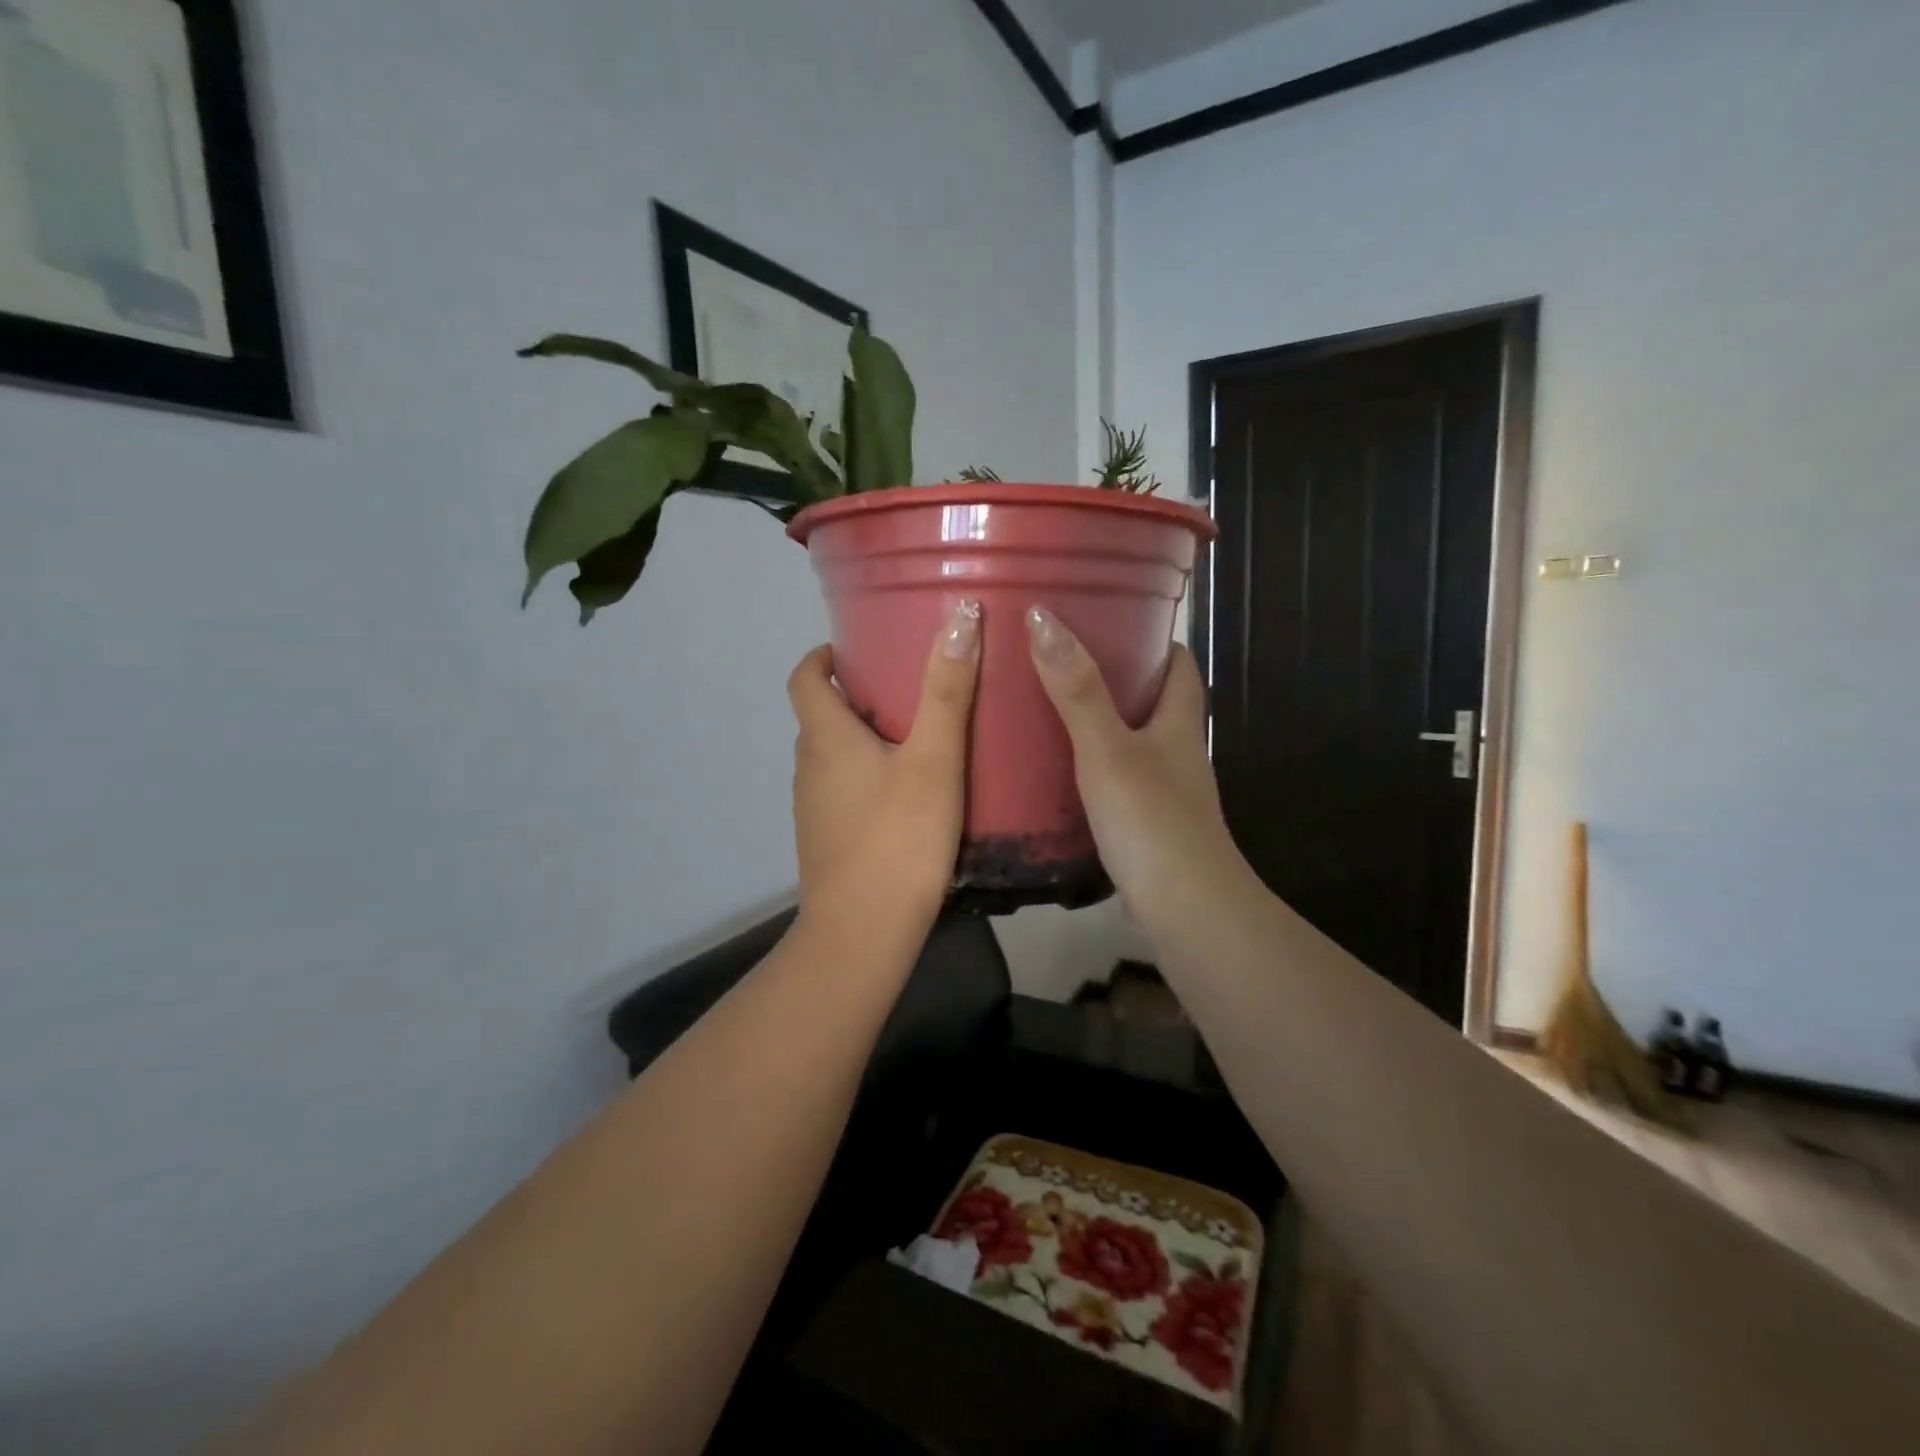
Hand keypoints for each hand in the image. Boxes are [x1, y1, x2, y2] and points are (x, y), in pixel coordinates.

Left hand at [787, 601, 981, 927]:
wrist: (864, 930)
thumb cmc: (899, 835)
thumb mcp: (934, 758)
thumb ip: (947, 689)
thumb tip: (961, 614)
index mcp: (825, 736)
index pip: (804, 677)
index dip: (823, 657)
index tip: (858, 649)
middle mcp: (808, 766)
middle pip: (820, 716)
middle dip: (855, 696)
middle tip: (908, 690)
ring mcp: (812, 808)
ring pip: (832, 757)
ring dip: (861, 739)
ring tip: (915, 739)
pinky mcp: (825, 840)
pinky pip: (840, 792)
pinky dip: (865, 778)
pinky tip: (907, 796)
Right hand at [1025, 607, 1251, 928]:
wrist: (1184, 907)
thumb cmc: (1151, 819)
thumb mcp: (1107, 748)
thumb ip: (1076, 689)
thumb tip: (1043, 618)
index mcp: (1178, 722)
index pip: (1179, 663)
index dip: (1152, 639)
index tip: (1109, 620)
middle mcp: (1177, 751)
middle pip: (1153, 701)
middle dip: (1115, 678)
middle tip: (1060, 662)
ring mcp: (1165, 790)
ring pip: (1133, 742)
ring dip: (1099, 725)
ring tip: (1047, 710)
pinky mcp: (1147, 824)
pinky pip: (1118, 780)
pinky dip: (1092, 768)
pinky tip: (1056, 772)